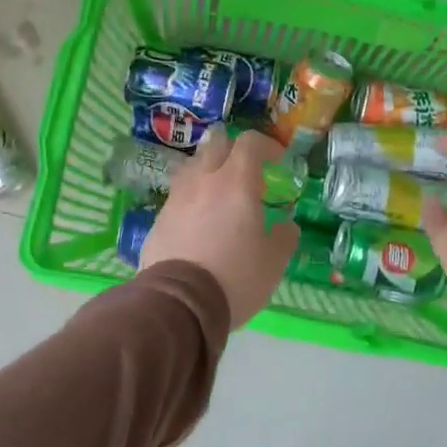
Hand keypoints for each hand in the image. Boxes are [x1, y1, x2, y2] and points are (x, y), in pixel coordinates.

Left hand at [140, 127, 299, 326]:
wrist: (179, 303)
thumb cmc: (235, 277)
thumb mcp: (274, 261)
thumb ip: (284, 237)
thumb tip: (286, 225)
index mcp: (236, 182)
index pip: (249, 142)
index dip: (266, 146)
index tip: (278, 161)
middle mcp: (203, 181)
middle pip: (216, 144)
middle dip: (233, 149)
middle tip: (247, 171)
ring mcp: (177, 198)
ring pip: (192, 166)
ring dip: (209, 170)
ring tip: (220, 192)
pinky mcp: (159, 218)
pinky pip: (178, 195)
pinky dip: (192, 197)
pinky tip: (199, 220)